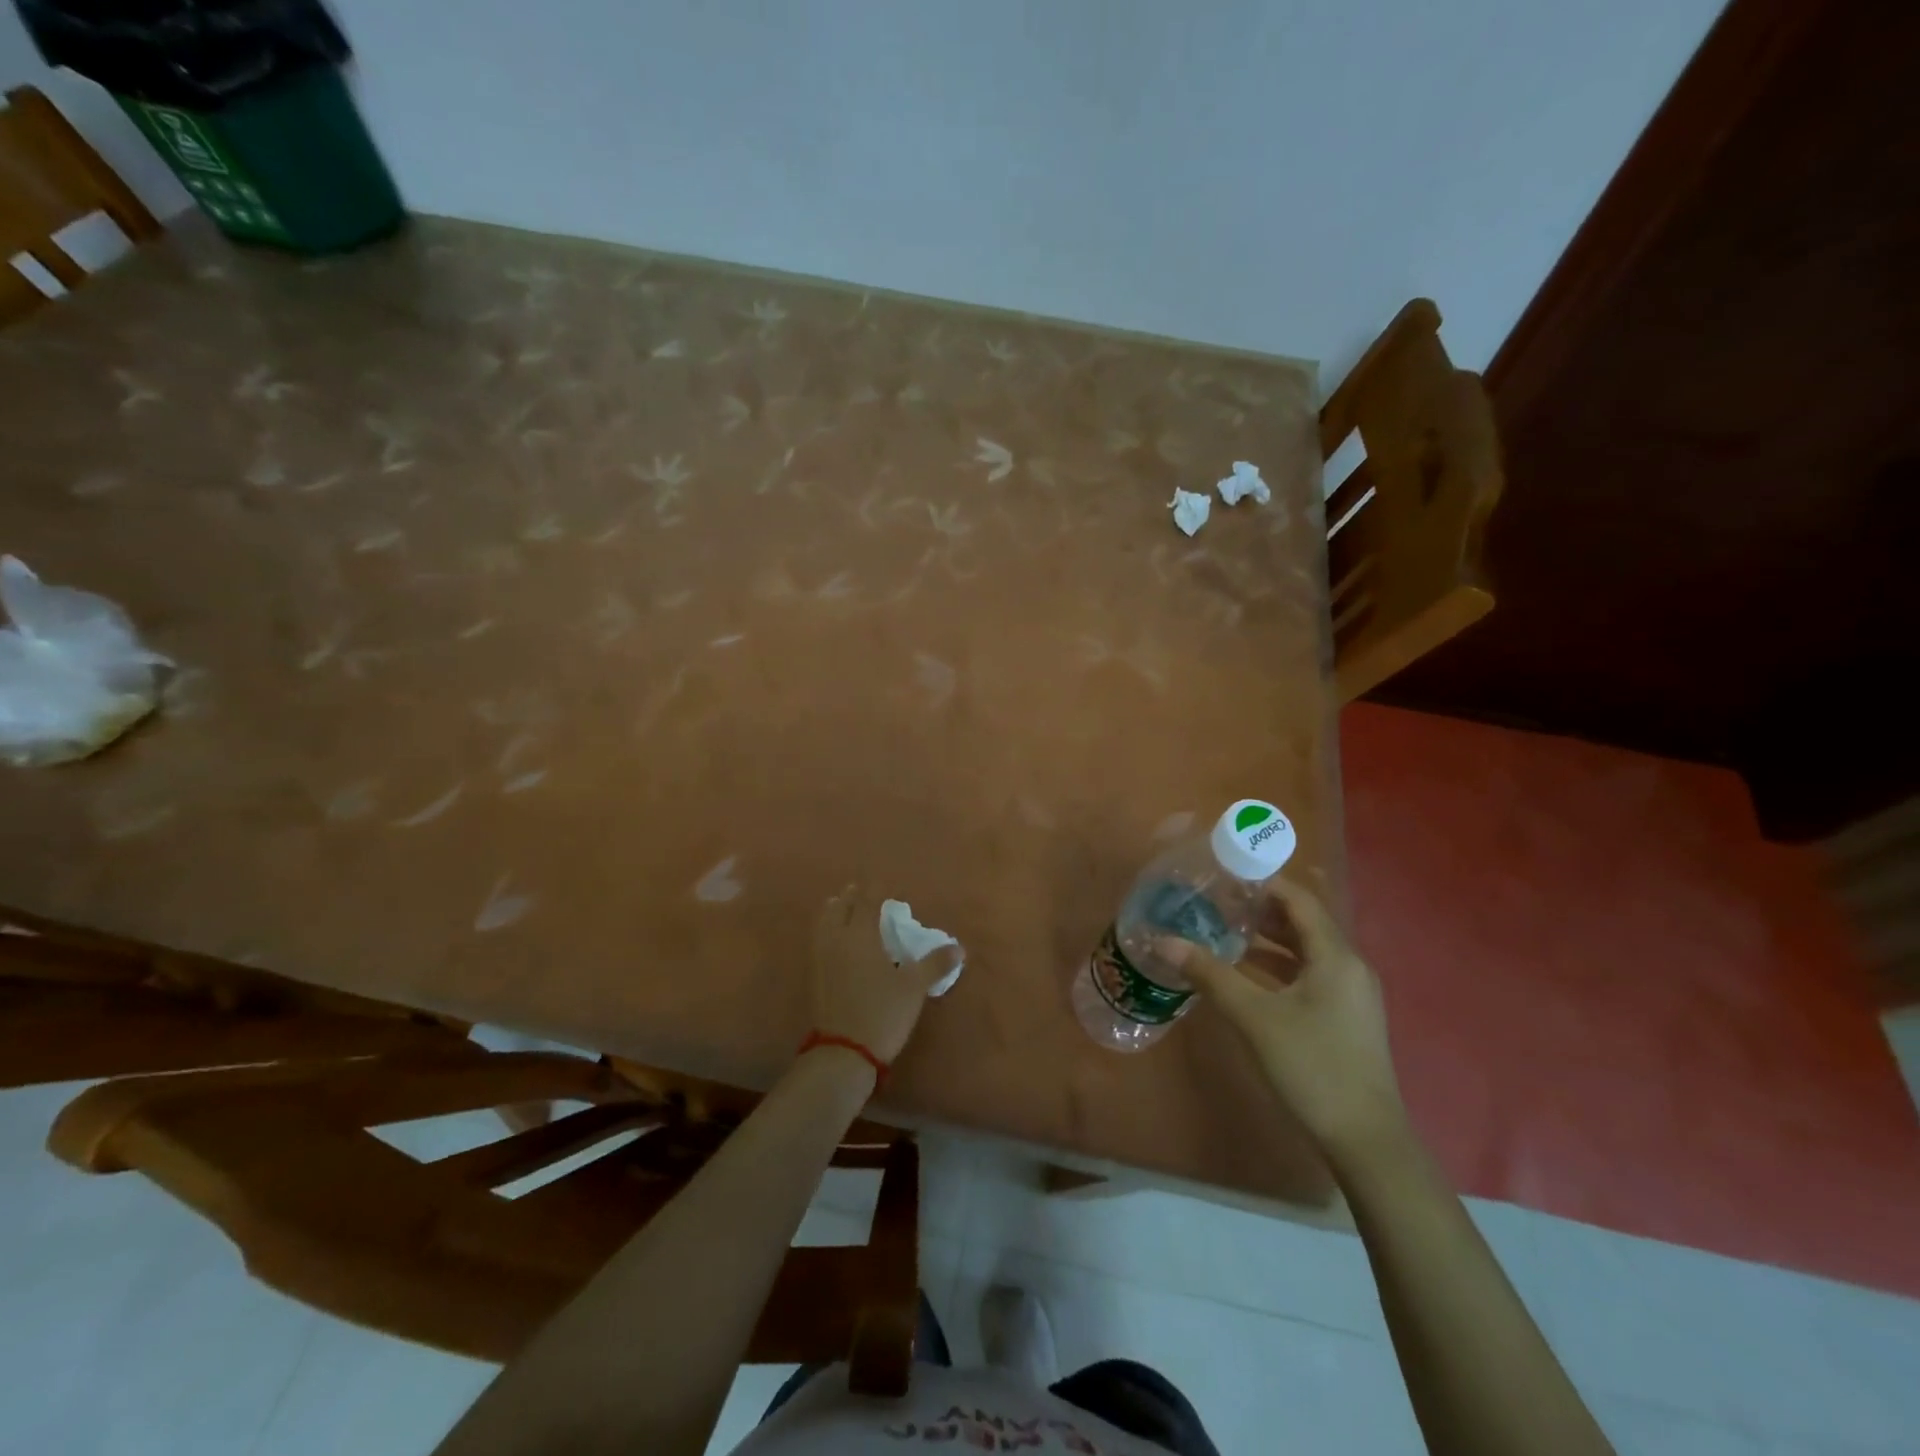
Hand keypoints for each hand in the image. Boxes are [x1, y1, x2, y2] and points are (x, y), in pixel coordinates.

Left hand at [809, 885, 959, 1065]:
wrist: (843, 1053)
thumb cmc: (882, 1013)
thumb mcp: (914, 988)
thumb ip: (935, 964)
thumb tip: (959, 947)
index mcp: (859, 935)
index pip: (866, 902)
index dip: (874, 890)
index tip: (883, 883)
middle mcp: (836, 939)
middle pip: (840, 908)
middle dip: (852, 897)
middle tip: (862, 891)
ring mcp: (820, 958)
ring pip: (824, 922)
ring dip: (835, 911)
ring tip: (844, 907)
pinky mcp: (814, 976)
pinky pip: (819, 940)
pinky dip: (827, 930)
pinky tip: (836, 940)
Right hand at [1157, 879, 1405, 1160]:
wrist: (1366, 1141)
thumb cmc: (1311, 1067)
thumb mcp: (1254, 1017)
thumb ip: (1209, 974)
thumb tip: (1164, 941)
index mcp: (1335, 956)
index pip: (1299, 899)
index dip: (1263, 882)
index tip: (1224, 874)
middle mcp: (1349, 966)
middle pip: (1303, 922)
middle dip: (1261, 909)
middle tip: (1216, 900)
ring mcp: (1351, 995)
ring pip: (1306, 951)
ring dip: (1268, 938)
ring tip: (1224, 929)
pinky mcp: (1346, 1018)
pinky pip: (1310, 974)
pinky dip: (1279, 965)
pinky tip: (1247, 973)